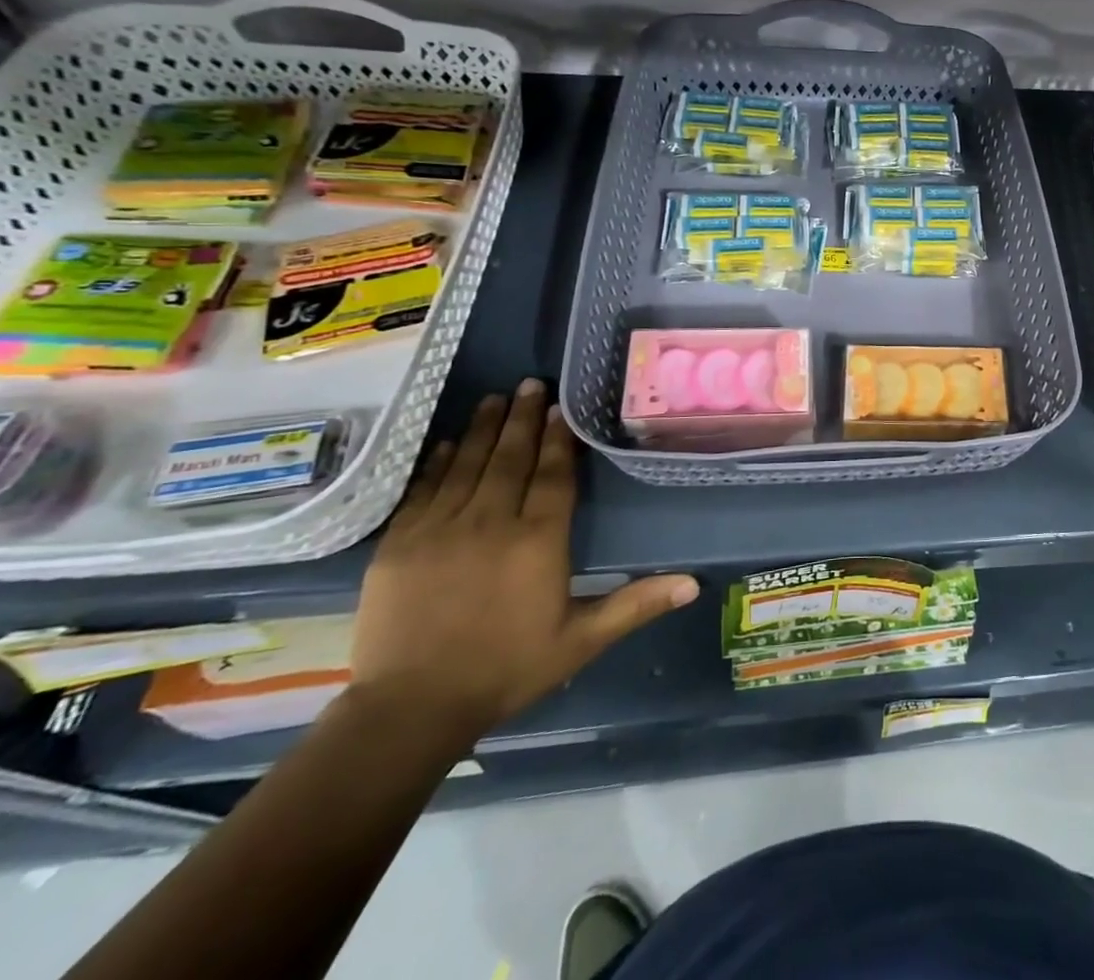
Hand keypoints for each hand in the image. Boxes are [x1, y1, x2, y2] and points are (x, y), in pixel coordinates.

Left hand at [348, 380, 698, 748]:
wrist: (410, 709)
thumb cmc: (506, 669)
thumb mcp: (581, 641)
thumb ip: (636, 604)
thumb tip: (694, 583)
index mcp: (537, 540)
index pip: (552, 475)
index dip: (558, 439)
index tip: (561, 407)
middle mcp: (491, 522)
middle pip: (510, 458)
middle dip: (522, 418)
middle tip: (530, 383)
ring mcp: (440, 529)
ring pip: (467, 464)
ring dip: (483, 428)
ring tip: (494, 398)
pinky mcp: (399, 543)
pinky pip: (423, 490)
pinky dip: (438, 462)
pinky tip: (448, 442)